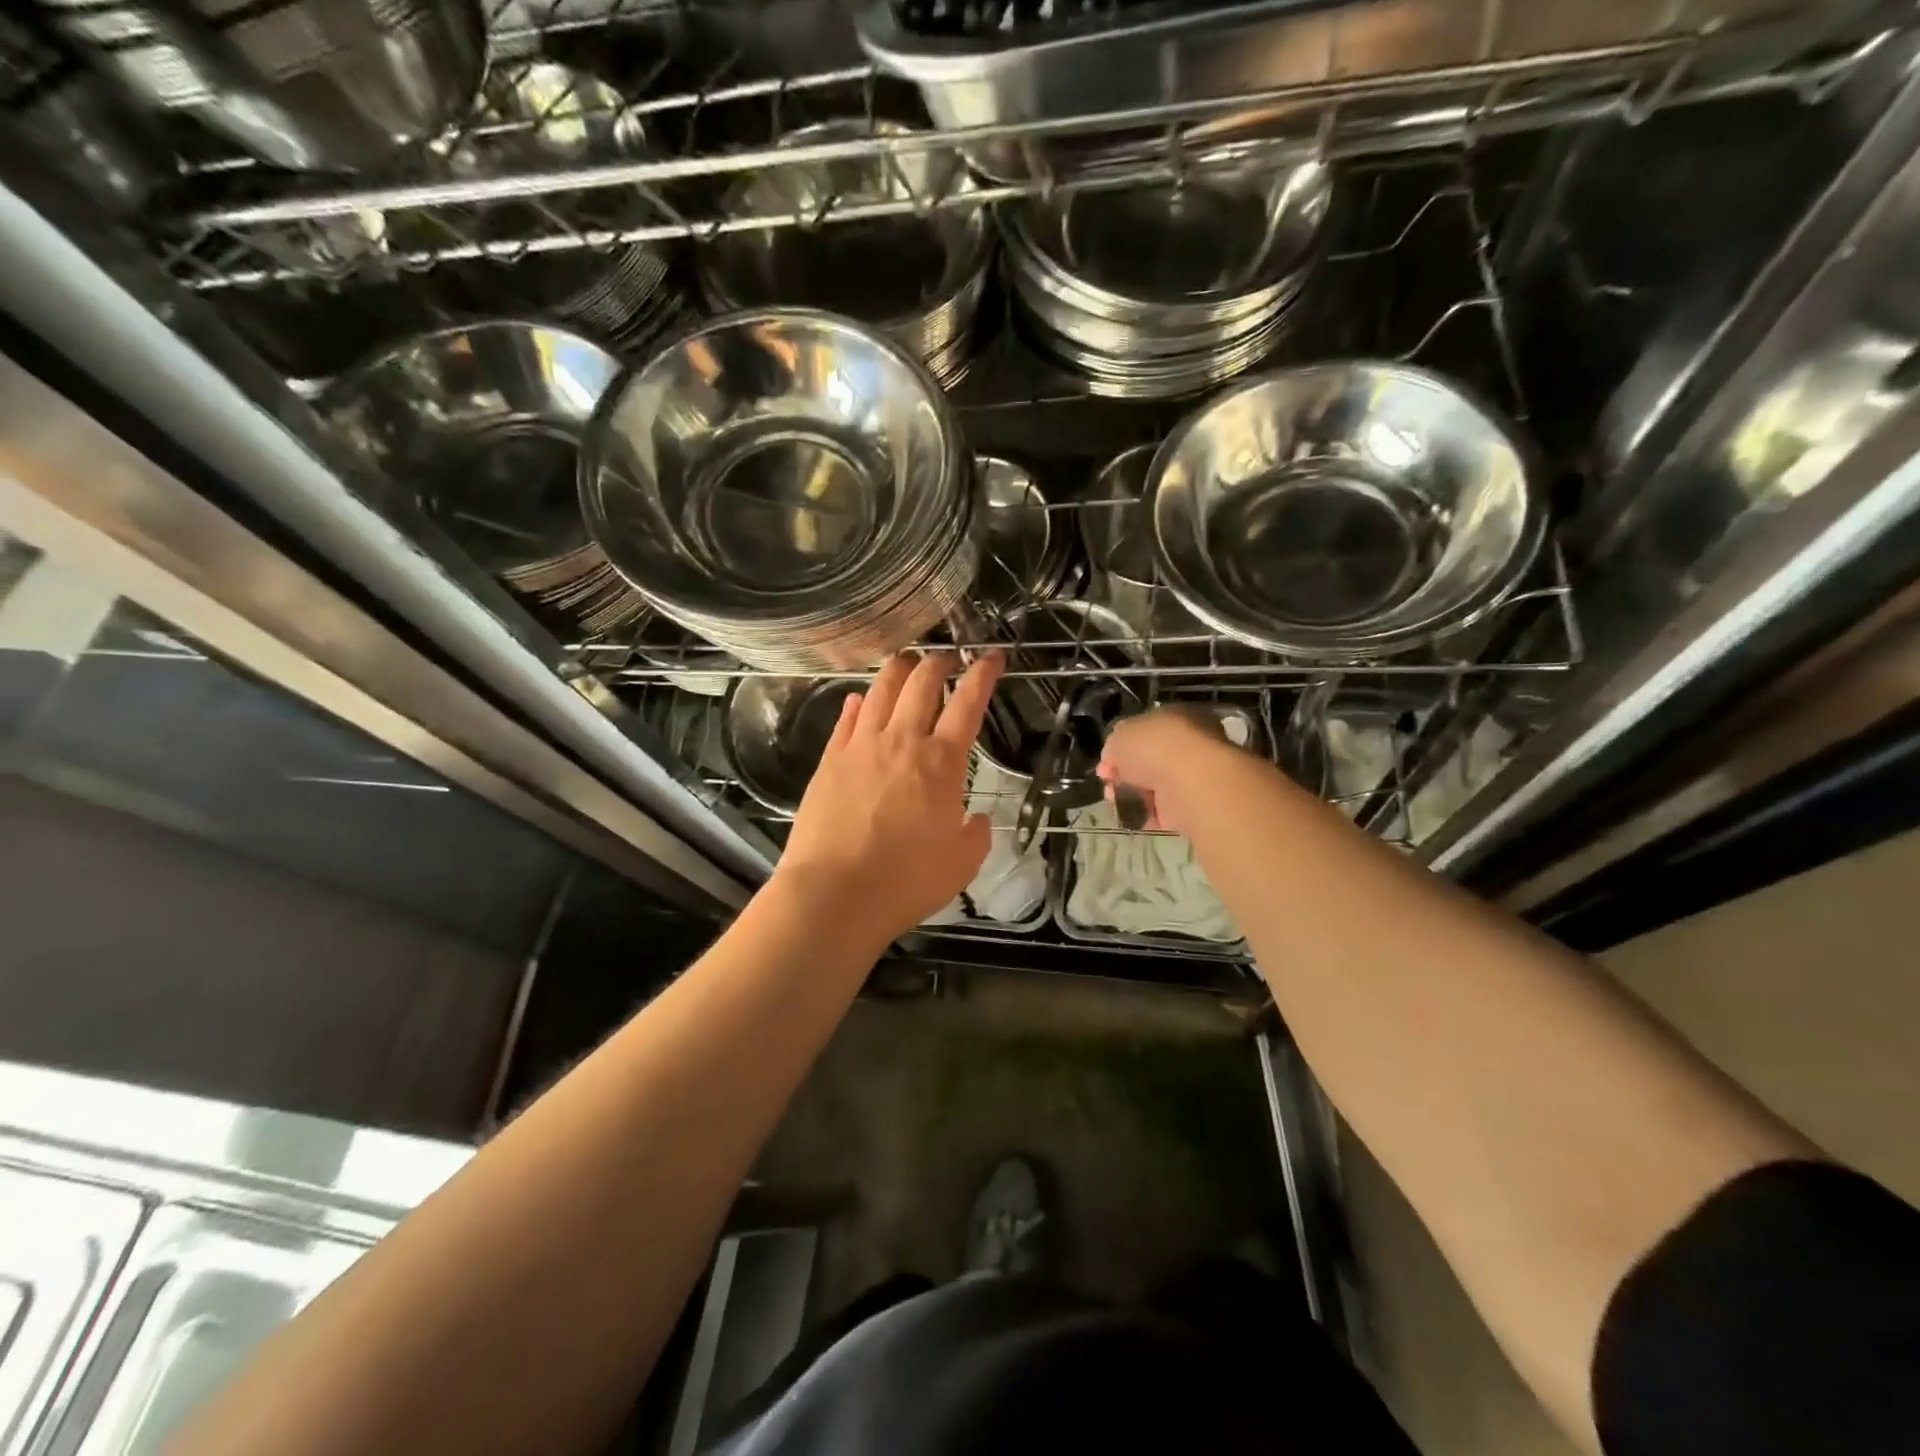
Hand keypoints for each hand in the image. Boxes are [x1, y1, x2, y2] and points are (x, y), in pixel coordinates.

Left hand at [774, 650, 1003, 942]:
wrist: (835, 893)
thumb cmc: (906, 881)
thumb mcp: (961, 864)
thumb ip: (976, 835)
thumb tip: (977, 819)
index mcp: (941, 762)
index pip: (968, 703)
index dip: (983, 674)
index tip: (992, 656)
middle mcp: (901, 741)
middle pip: (921, 682)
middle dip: (938, 662)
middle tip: (946, 660)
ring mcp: (860, 746)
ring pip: (881, 689)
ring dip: (898, 670)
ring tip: (907, 663)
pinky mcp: (829, 760)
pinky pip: (847, 718)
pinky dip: (859, 702)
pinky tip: (860, 699)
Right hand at [1098, 705, 1240, 835]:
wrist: (1190, 782)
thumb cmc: (1155, 746)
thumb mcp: (1120, 734)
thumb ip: (1114, 745)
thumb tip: (1114, 758)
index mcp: (1176, 718)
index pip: (1145, 731)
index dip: (1121, 746)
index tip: (1105, 761)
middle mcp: (1188, 745)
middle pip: (1148, 761)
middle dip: (1124, 773)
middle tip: (1107, 782)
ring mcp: (1192, 777)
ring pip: (1153, 786)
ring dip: (1131, 794)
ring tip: (1115, 800)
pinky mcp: (1192, 807)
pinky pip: (1161, 811)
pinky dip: (1144, 814)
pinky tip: (1130, 815)